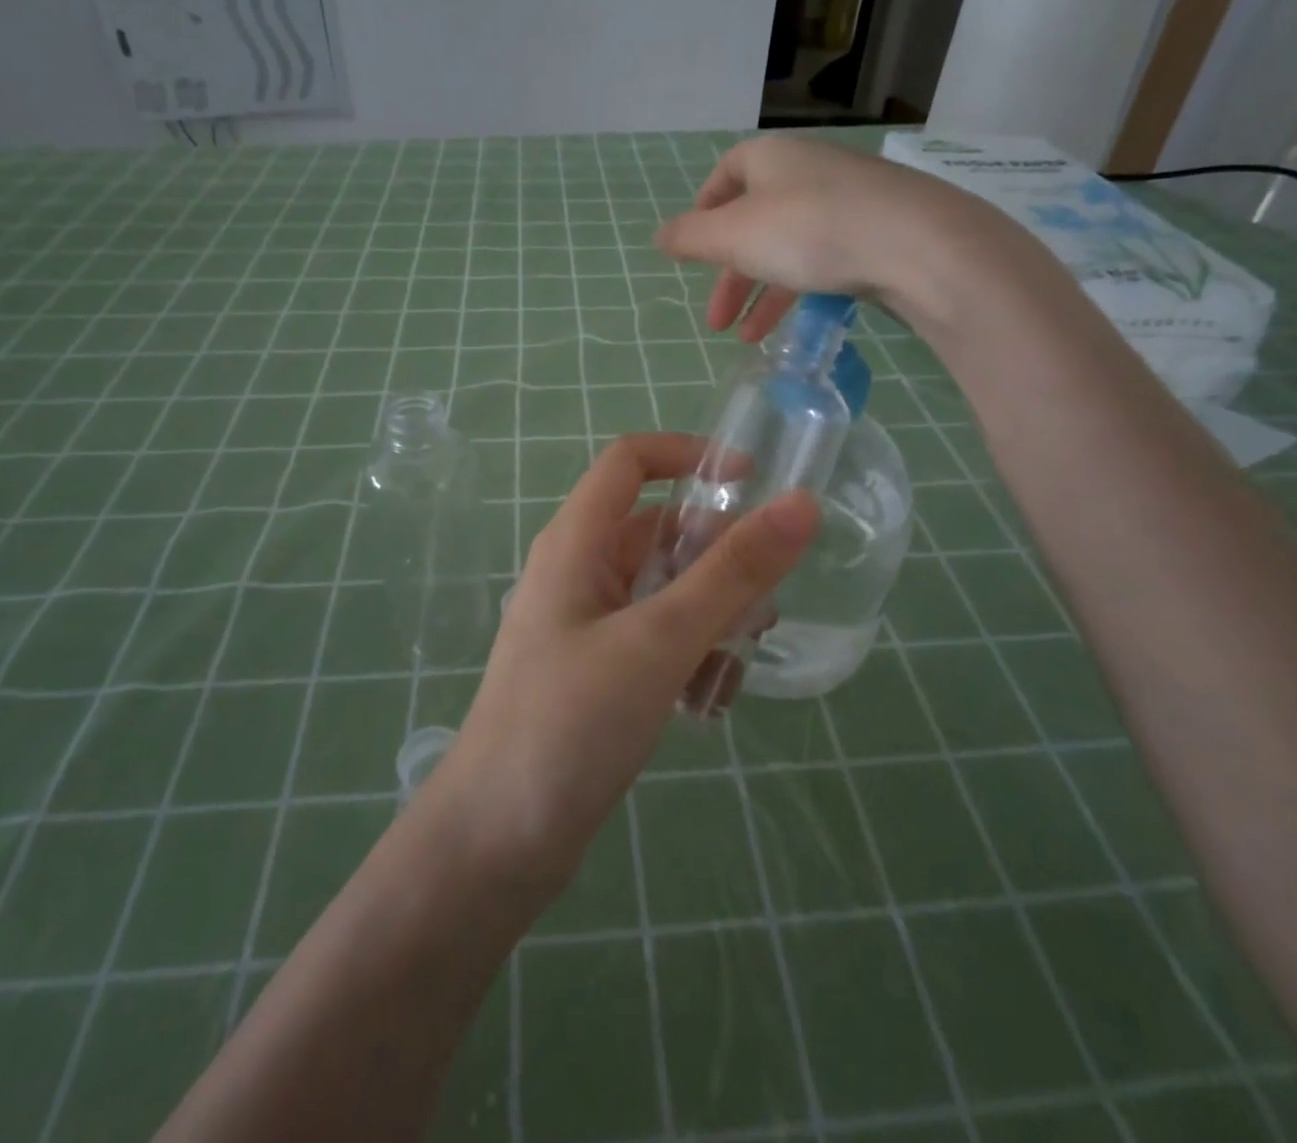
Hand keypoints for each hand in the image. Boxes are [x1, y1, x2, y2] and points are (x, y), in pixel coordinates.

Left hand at [432, 433, 817, 885]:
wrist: (496, 841)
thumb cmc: (569, 723)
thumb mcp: (659, 640)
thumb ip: (732, 572)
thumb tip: (800, 503)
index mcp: (576, 541)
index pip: (630, 460)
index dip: (690, 455)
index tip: (754, 482)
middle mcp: (578, 571)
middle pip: (659, 530)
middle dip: (716, 559)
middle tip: (759, 610)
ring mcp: (586, 623)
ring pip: (665, 589)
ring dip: (710, 616)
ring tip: (733, 668)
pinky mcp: (597, 670)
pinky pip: (657, 638)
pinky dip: (689, 655)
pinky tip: (706, 705)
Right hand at [654, 134, 1032, 341]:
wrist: (918, 245)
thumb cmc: (810, 230)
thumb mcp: (735, 236)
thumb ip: (691, 238)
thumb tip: (659, 237)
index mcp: (771, 159)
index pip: (726, 175)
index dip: (704, 212)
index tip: (694, 251)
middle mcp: (808, 171)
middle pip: (755, 221)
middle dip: (730, 275)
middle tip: (715, 320)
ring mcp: (847, 201)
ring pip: (789, 247)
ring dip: (763, 294)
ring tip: (748, 338)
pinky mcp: (877, 233)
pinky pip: (824, 260)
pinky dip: (801, 292)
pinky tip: (793, 327)